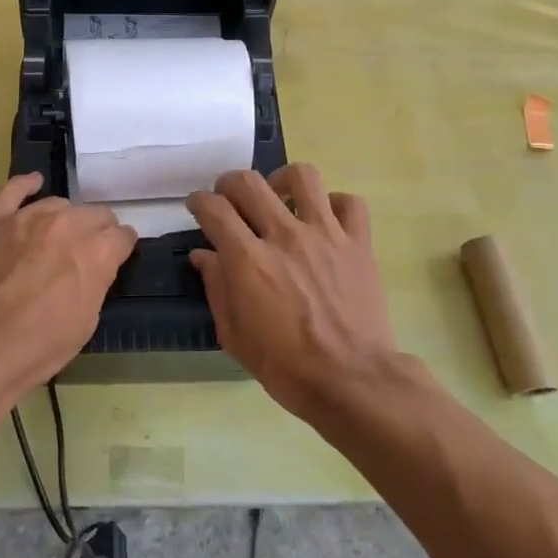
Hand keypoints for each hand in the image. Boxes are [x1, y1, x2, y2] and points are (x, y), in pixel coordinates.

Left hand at [0, 173, 136, 406]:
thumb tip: (97, 267)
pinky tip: (33, 184)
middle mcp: (67, 225)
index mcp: (95, 252)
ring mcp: (27, 218)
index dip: (121, 248)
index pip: (122, 236)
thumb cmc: (36, 347)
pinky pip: (12, 190)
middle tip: (89, 252)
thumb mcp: (86, 323)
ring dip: (66, 219)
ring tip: (59, 236)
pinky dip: (26, 185)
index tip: (117, 257)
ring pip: (59, 204)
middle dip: (98, 231)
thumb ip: (97, 282)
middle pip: (95, 214)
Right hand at [186, 164, 395, 420]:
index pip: (214, 209)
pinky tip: (325, 219)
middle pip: (249, 182)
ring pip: (303, 176)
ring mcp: (326, 235)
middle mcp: (285, 236)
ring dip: (283, 180)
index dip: (199, 202)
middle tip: (230, 198)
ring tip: (280, 197)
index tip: (198, 207)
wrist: (352, 381)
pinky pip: (349, 203)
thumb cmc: (285, 366)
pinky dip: (334, 204)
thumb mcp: (234, 335)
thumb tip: (203, 255)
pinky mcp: (359, 243)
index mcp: (248, 260)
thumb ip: (216, 288)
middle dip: (230, 183)